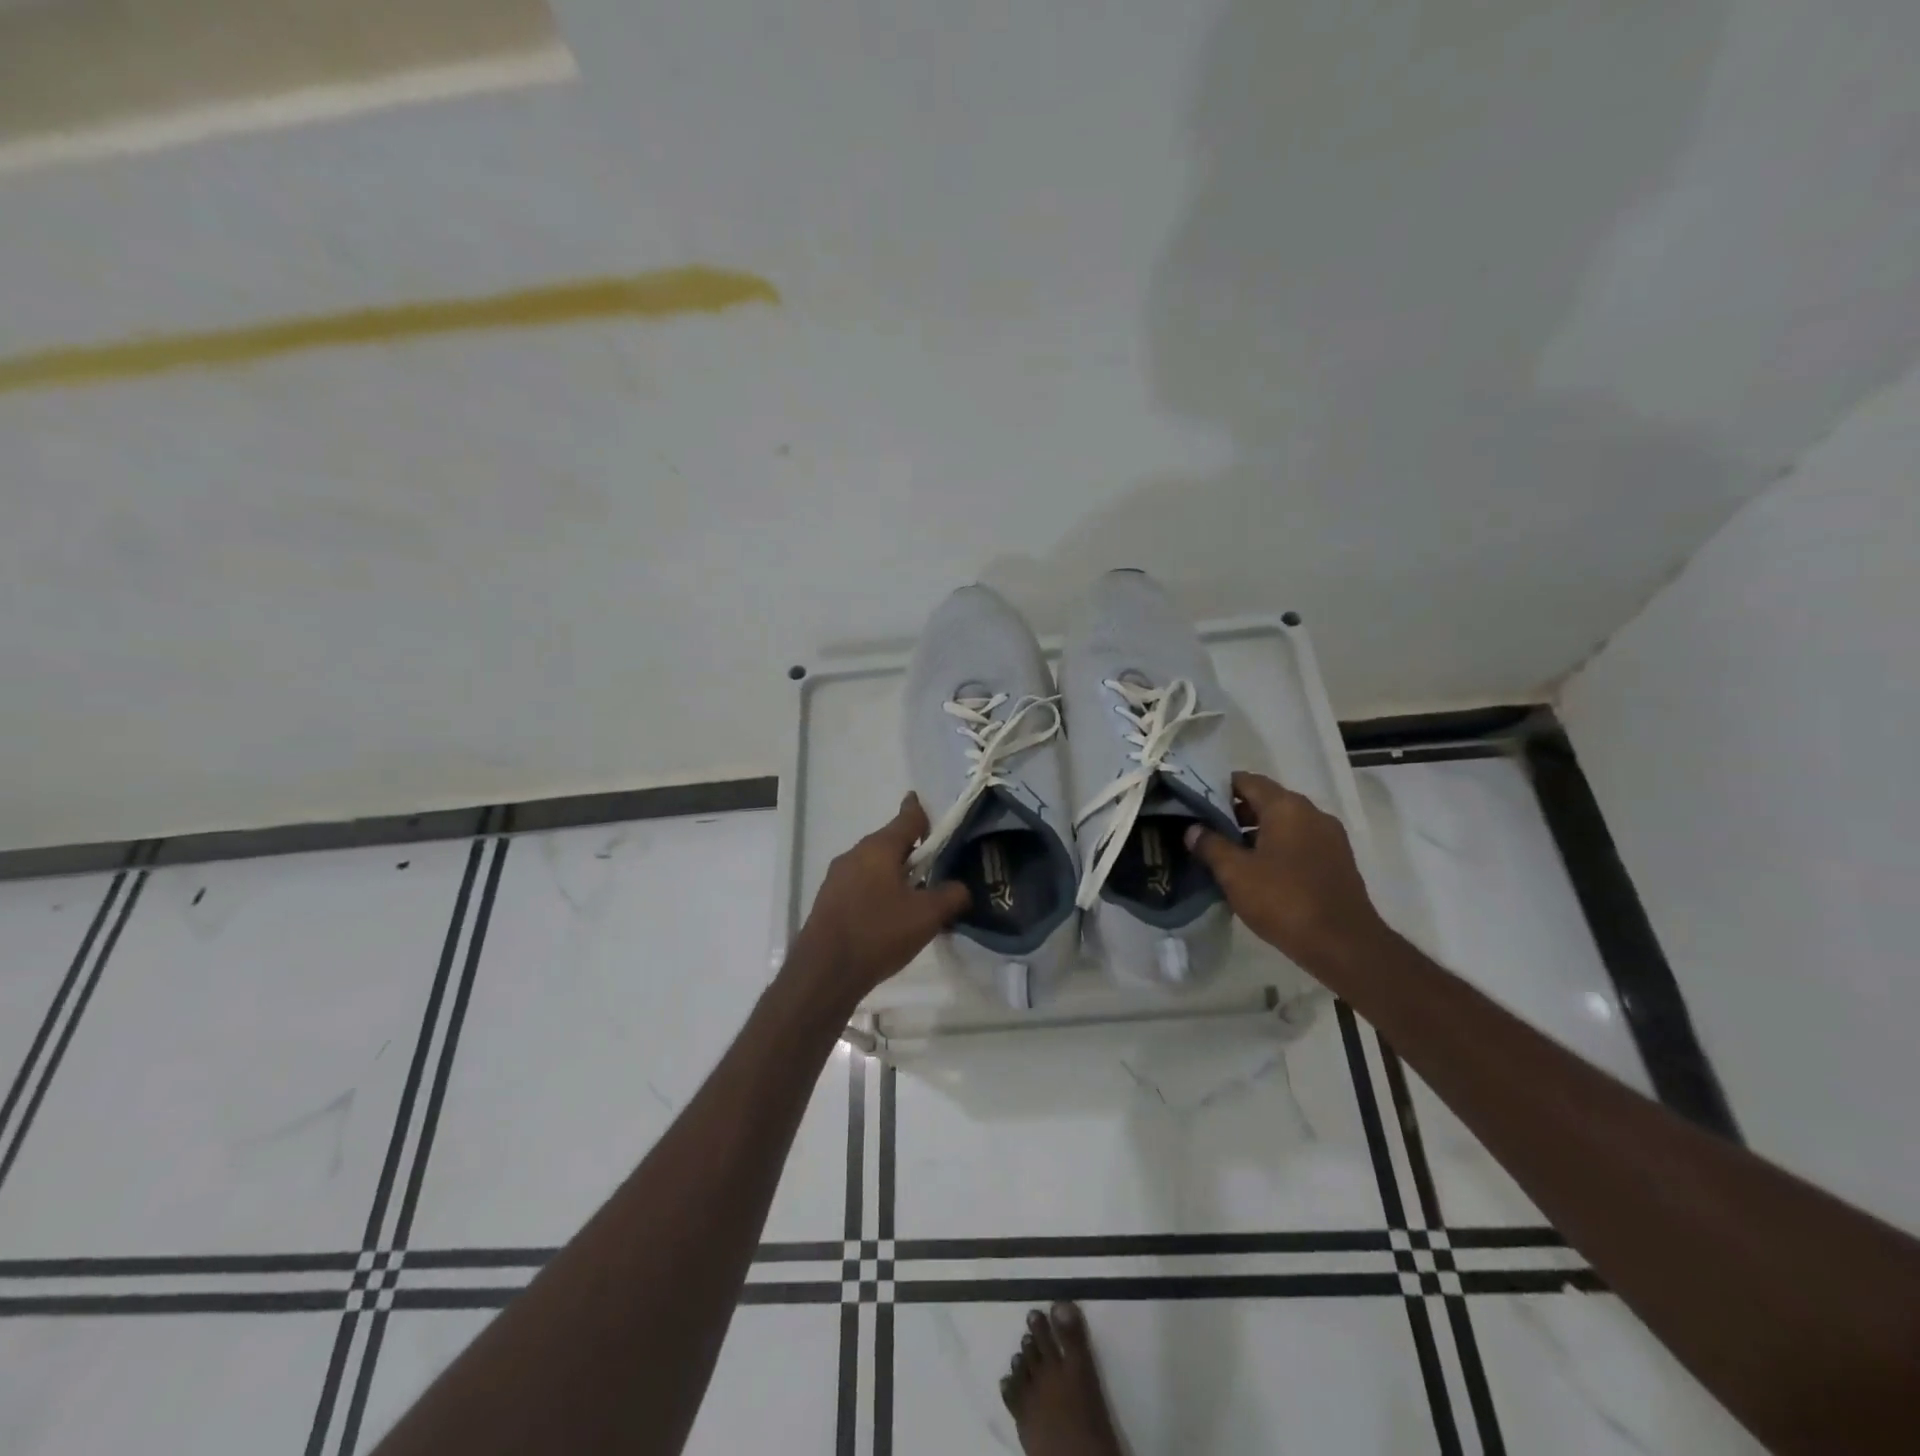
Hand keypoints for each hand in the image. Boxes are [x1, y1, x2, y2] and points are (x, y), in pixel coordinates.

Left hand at [790, 795, 971, 1006]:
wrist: (824, 972)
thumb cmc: (879, 933)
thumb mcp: (927, 916)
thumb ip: (952, 895)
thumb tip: (961, 888)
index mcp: (879, 847)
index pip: (907, 817)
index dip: (922, 812)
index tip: (928, 807)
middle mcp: (855, 854)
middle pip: (890, 842)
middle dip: (912, 851)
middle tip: (935, 868)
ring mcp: (837, 877)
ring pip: (874, 865)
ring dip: (894, 874)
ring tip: (915, 897)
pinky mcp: (828, 900)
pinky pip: (861, 884)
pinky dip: (878, 891)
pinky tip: (889, 917)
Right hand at [1185, 771, 1392, 975]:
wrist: (1344, 945)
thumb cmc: (1284, 900)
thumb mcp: (1235, 873)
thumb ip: (1210, 845)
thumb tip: (1193, 829)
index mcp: (1287, 807)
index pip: (1247, 781)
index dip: (1218, 788)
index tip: (1195, 803)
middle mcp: (1312, 813)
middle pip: (1267, 800)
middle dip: (1235, 812)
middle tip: (1206, 830)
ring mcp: (1329, 837)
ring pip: (1284, 823)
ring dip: (1256, 833)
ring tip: (1228, 853)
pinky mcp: (1337, 861)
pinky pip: (1299, 842)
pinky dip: (1276, 848)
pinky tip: (1258, 871)